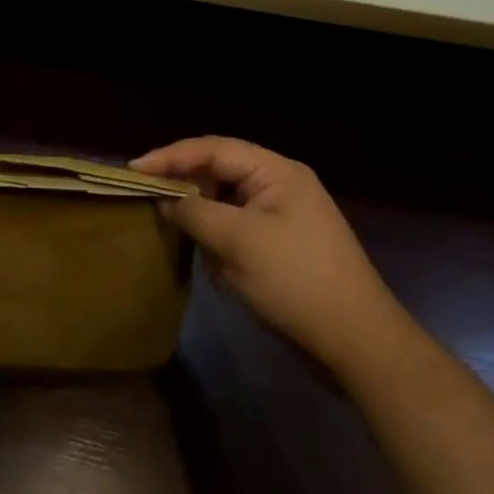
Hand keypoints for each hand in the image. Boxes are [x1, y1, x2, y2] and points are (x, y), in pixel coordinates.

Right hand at [132, 136, 407, 373]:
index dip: (170, 156)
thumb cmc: (296, 281)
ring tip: (183, 239)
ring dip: (205, 223)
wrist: (359, 344)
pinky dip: (222, 245)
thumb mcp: (236, 242)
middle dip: (188, 190)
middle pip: (220, 173)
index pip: (213, 149)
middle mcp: (281, 185)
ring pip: (227, 205)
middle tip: (151, 202)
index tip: (134, 170)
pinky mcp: (284, 248)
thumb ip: (193, 213)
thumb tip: (164, 200)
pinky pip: (240, 232)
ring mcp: (285, 218)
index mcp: (277, 171)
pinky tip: (217, 270)